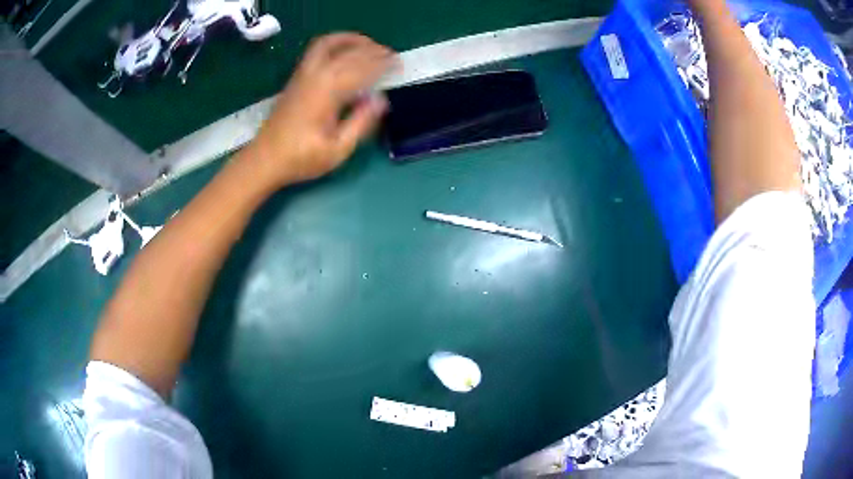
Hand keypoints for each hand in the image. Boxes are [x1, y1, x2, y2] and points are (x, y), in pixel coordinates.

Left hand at [248, 33, 396, 186]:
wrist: (265, 160)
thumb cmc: (301, 158)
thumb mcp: (338, 149)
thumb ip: (361, 122)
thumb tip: (381, 100)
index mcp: (328, 92)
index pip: (362, 68)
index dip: (383, 64)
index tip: (399, 65)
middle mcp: (316, 76)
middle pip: (349, 52)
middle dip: (373, 50)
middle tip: (391, 55)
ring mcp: (303, 74)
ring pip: (329, 43)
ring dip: (352, 40)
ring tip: (368, 45)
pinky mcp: (296, 78)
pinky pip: (317, 50)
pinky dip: (335, 43)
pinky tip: (344, 51)